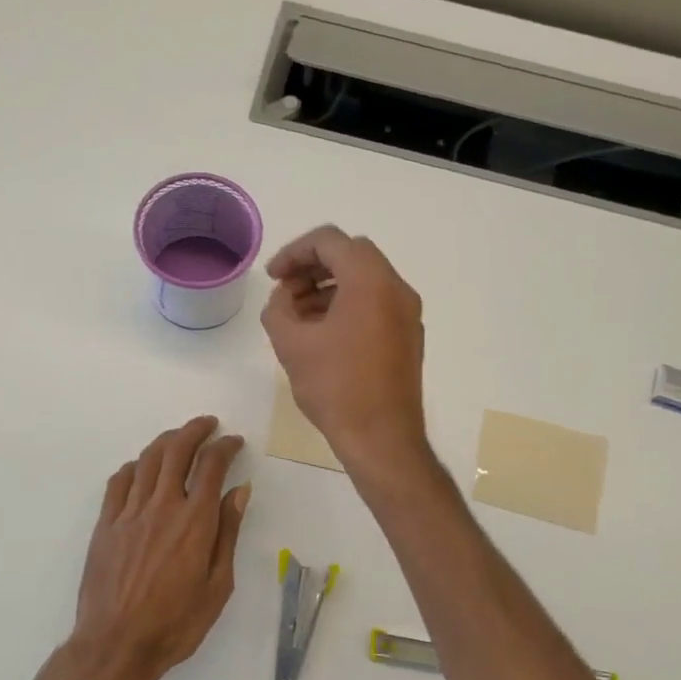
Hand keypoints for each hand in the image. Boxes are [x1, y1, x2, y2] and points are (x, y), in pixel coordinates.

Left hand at [69, 417, 250, 679]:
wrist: (116, 645)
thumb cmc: (176, 623)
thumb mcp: (218, 585)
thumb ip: (228, 532)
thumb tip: (240, 490)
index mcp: (194, 521)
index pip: (211, 466)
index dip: (225, 447)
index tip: (234, 442)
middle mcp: (161, 506)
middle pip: (177, 451)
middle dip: (195, 430)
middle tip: (208, 425)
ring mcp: (129, 513)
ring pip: (147, 460)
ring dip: (166, 441)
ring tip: (178, 437)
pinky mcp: (105, 524)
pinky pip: (118, 482)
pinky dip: (134, 466)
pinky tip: (141, 467)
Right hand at [260, 226, 428, 476]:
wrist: (382, 438)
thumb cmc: (335, 387)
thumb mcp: (291, 344)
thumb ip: (278, 308)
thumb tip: (284, 299)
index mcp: (370, 281)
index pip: (329, 241)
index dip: (293, 252)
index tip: (272, 277)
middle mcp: (396, 288)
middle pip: (350, 255)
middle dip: (312, 266)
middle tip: (285, 291)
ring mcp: (407, 313)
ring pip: (364, 279)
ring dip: (328, 287)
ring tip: (298, 316)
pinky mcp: (408, 336)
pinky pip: (376, 303)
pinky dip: (347, 304)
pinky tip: (322, 333)